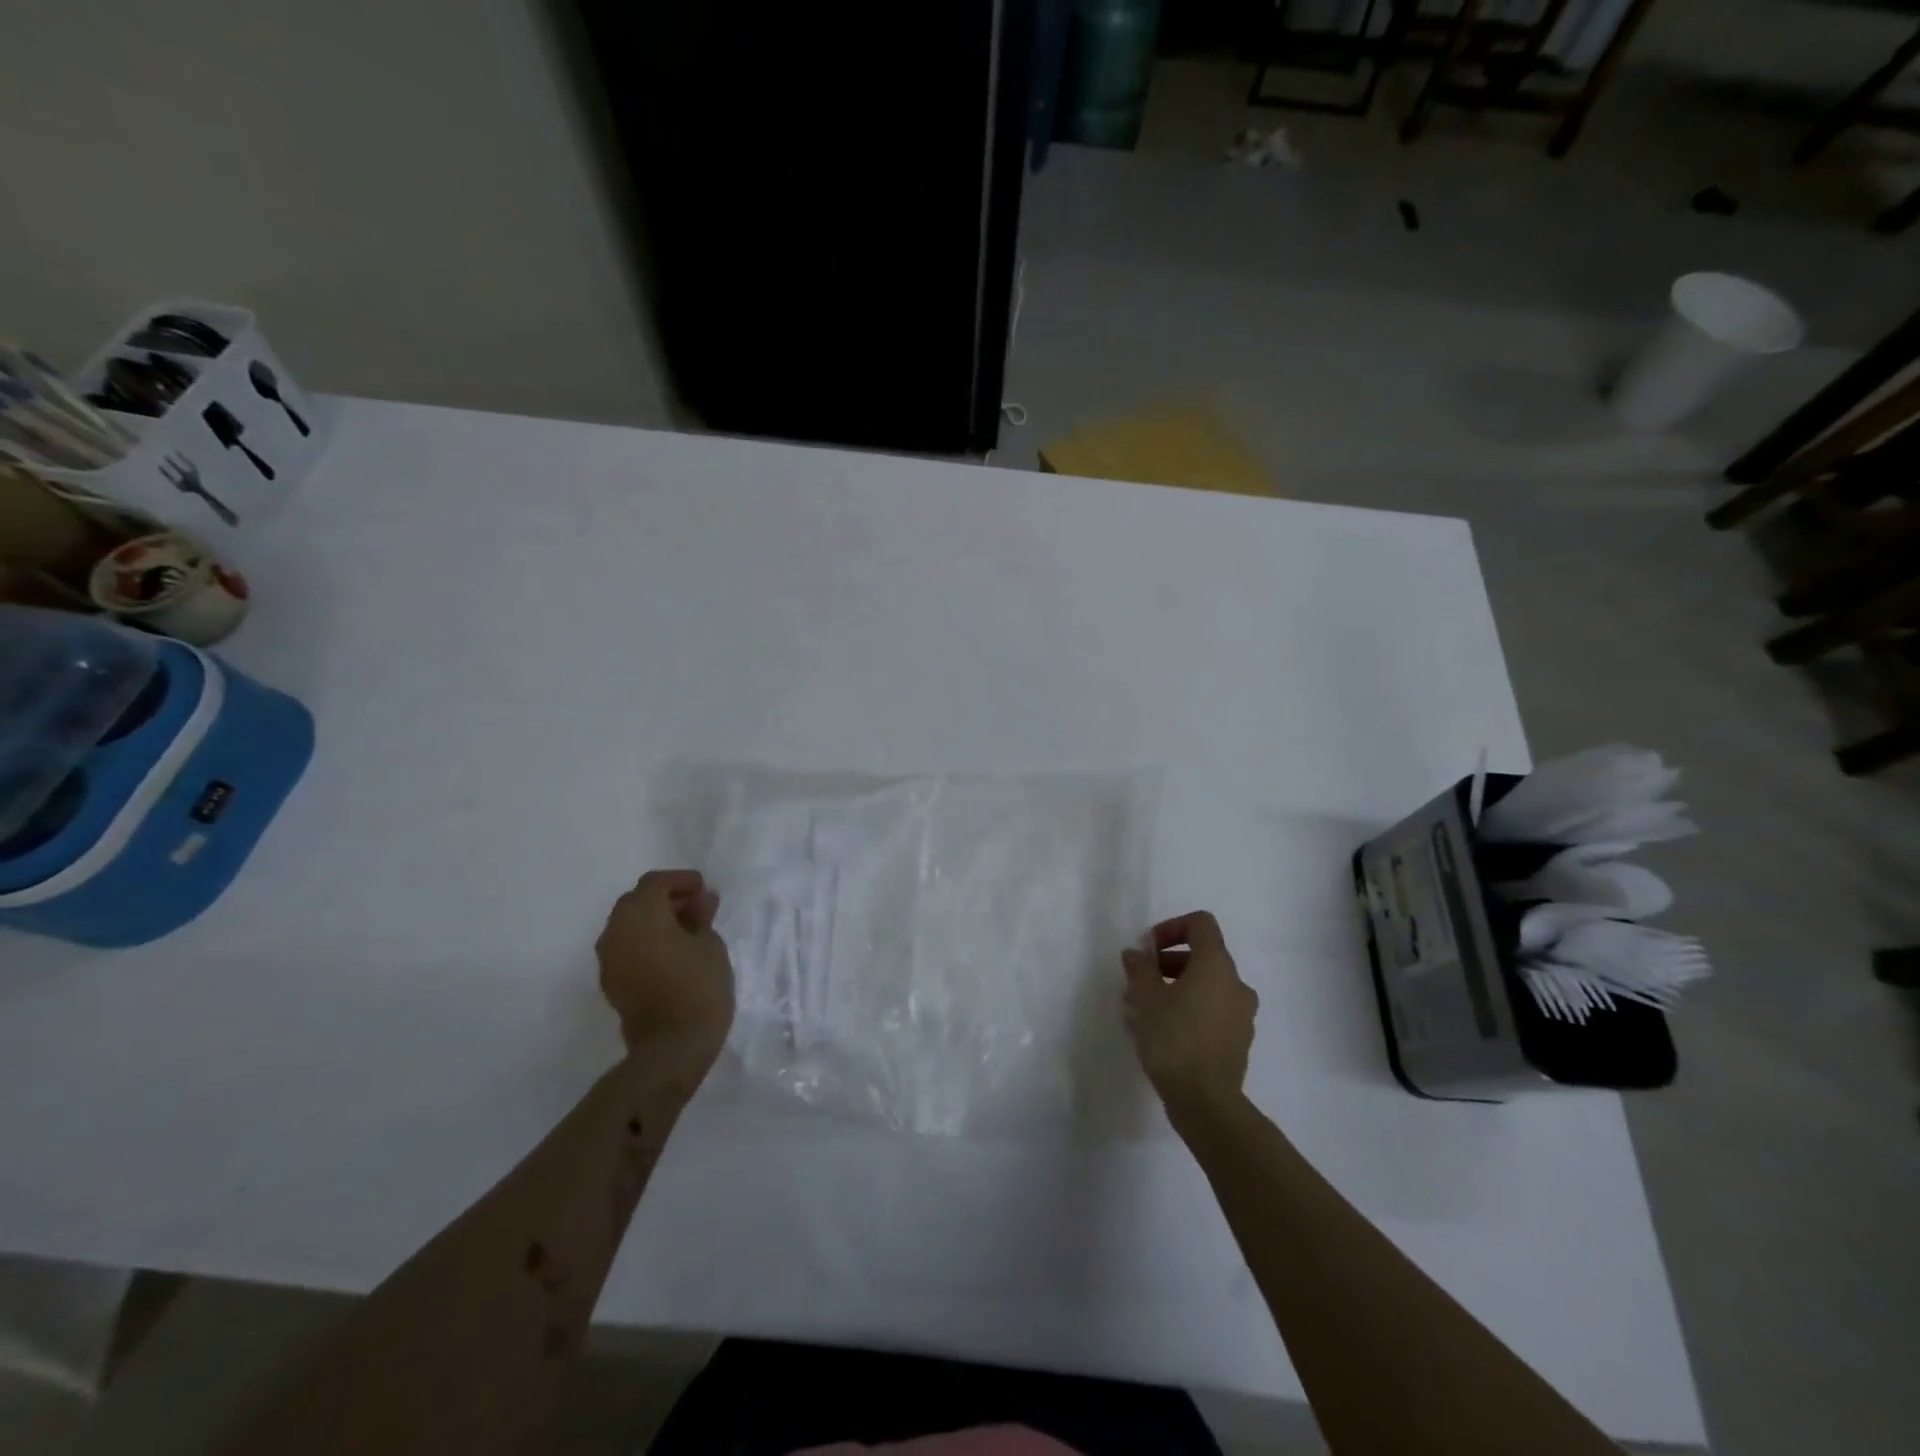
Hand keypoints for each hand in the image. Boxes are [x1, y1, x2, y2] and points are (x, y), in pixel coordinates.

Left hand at [596, 870, 734, 1068]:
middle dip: (666, 899)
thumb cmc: (698, 986)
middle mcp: (616, 930)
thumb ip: (701, 917)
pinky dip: (646, 942)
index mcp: (640, 914)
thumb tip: (700, 901)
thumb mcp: (710, 944)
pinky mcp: (611, 982)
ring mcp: (609, 958)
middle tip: (697, 907)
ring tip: (687, 930)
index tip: (704, 889)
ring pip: (629, 925)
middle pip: (637, 901)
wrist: (672, 1047)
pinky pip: (627, 948)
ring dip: (654, 921)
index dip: (681, 881)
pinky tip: (672, 952)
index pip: (656, 883)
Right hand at [1121, 911, 1257, 1124]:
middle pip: (1202, 956)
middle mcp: (1236, 984)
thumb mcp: (1146, 998)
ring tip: (1144, 1010)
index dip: (1171, 927)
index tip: (1148, 949)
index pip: (1200, 924)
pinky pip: (1212, 1012)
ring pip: (1206, 987)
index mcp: (1217, 965)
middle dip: (1168, 963)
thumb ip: (1140, 968)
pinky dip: (1189, 1010)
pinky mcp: (1238, 1041)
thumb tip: (1136, 953)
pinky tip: (1162, 1032)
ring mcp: (1242, 1014)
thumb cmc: (1174, 1039)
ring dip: (1176, 988)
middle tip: (1140, 981)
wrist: (1206, 1102)